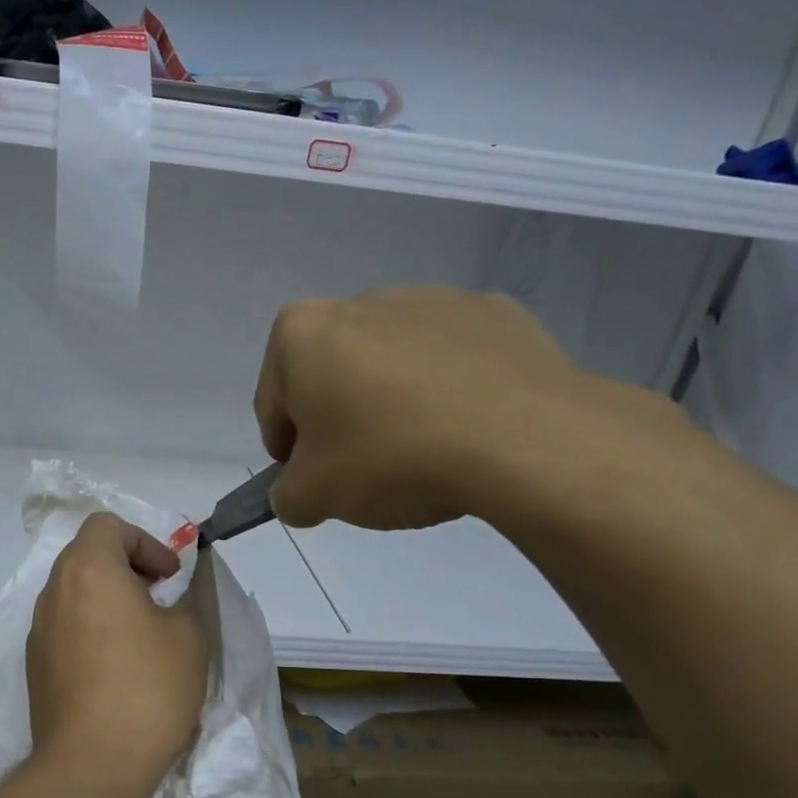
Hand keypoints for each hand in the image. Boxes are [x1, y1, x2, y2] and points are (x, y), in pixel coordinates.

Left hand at [26, 512, 207, 790]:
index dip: (145, 541)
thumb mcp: (189, 635)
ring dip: (107, 598)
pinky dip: (89, 628)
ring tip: (140, 636)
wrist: (91, 765)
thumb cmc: (147, 688)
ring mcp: (37, 629)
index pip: (107, 525)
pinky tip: (115, 669)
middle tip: (158, 599)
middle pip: (87, 555)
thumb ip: (186, 598)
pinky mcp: (33, 664)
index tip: (169, 578)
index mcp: (88, 569)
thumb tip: (175, 591)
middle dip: (126, 567)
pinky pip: (64, 626)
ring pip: (73, 591)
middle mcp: (54, 590)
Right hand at [254, 286, 672, 529]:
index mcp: (301, 333)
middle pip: (332, 374)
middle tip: (366, 469)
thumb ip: (287, 496)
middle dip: (340, 418)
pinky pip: (452, 357)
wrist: (523, 439)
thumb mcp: (314, 497)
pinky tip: (467, 427)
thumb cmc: (391, 457)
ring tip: (424, 450)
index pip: (273, 402)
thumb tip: (297, 493)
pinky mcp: (493, 311)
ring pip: (391, 362)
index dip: (287, 450)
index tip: (313, 481)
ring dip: (393, 400)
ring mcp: (431, 299)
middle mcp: (359, 302)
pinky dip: (450, 387)